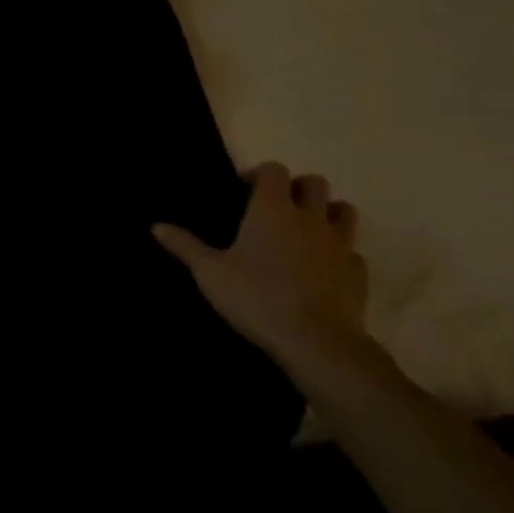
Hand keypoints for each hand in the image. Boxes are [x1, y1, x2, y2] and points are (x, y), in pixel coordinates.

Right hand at [154, 163, 367, 366]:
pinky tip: (324, 270)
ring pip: (343, 210)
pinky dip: (340, 254)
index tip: (245, 191)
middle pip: (314, 183)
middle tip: (277, 209)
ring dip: (327, 213)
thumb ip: (185, 246)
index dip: (260, 175)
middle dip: (297, 189)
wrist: (316, 342)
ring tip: (306, 232)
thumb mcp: (210, 273)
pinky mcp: (358, 272)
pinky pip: (352, 252)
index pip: (274, 170)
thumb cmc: (256, 298)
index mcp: (272, 209)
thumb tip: (155, 225)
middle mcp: (310, 217)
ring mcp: (340, 244)